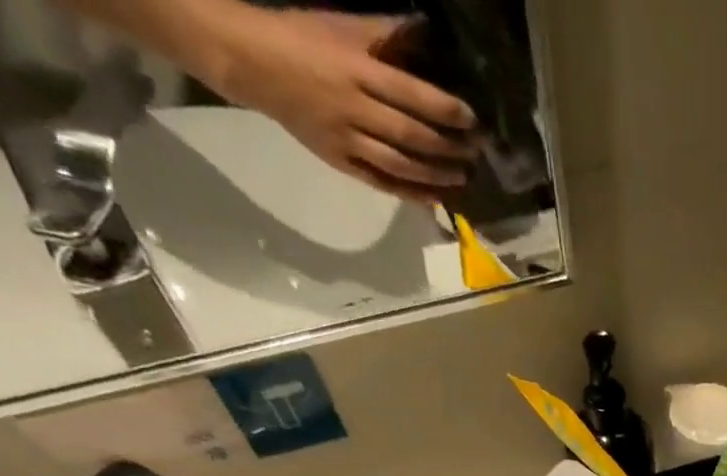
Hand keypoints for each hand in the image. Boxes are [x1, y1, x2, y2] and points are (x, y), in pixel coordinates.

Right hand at [209, 8, 477, 202]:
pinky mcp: (340, 162)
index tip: (472, 120)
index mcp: (356, 70)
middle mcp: (354, 109)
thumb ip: (385, 32)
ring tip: (462, 177)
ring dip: (435, 175)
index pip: (411, 94)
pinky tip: (434, 198)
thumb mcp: (342, 27)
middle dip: (448, 146)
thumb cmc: (301, 38)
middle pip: (410, 134)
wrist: (250, 61)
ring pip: (400, 165)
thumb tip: (426, 29)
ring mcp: (347, 140)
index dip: (445, 110)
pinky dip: (410, 193)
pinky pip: (381, 184)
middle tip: (475, 153)